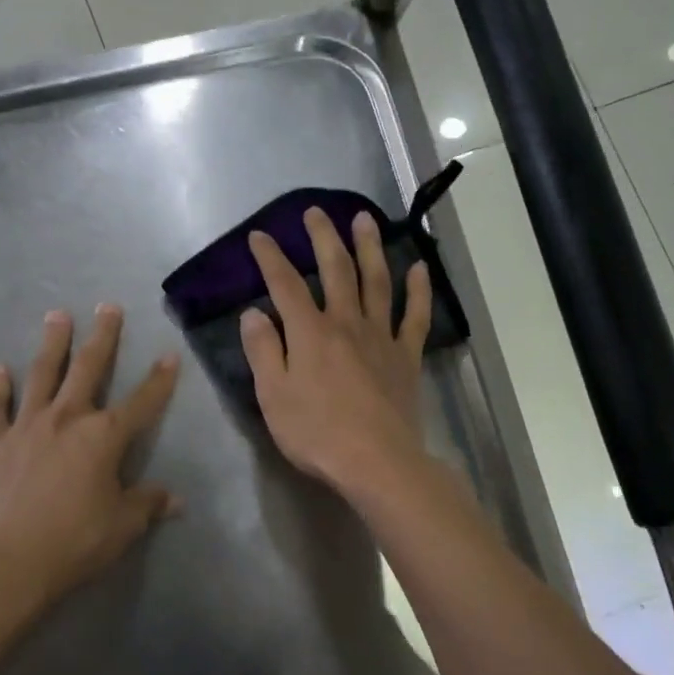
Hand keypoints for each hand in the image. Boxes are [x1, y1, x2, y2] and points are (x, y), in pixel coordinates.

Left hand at [0, 305, 180, 609]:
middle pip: (88, 368)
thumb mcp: (123, 526)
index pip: (141, 402)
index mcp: (103, 437)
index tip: (169, 356)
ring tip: (56, 316)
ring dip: (52, 344)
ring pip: (42, 375)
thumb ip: (148, 504)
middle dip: (102, 337)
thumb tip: (175, 499)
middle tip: (107, 307)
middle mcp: (66, 419)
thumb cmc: (75, 543)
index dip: (158, 380)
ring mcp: (26, 426)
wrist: (9, 564)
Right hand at [240, 207, 431, 497]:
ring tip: (365, 219)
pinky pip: (415, 317)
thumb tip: (254, 312)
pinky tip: (419, 268)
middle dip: (323, 238)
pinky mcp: (406, 357)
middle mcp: (346, 323)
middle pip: (335, 270)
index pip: (285, 285)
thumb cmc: (316, 433)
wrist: (376, 462)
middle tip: (316, 212)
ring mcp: (381, 337)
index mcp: (310, 333)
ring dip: (370, 247)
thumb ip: (263, 350)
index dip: (270, 258)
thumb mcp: (273, 396)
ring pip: (377, 282)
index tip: (260, 236)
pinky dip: (419, 291)